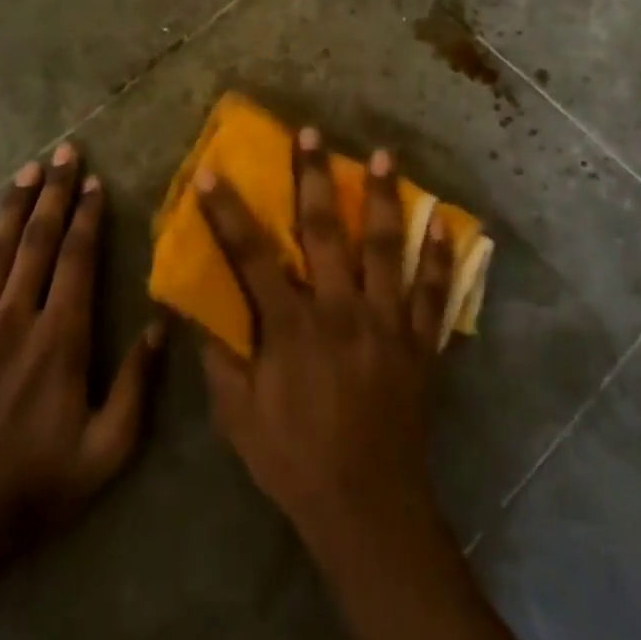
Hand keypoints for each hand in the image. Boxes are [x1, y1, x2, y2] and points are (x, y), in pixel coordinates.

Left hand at [0, 144, 165, 546]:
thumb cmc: (45, 480)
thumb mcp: (110, 445)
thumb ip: (138, 383)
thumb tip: (161, 324)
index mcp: (60, 338)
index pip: (75, 260)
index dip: (87, 216)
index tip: (95, 181)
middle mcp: (15, 319)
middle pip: (36, 242)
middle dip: (53, 193)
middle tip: (64, 151)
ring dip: (13, 207)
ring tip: (27, 170)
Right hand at [193, 127, 455, 554]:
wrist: (368, 506)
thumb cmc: (294, 460)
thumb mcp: (238, 416)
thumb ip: (220, 357)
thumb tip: (198, 309)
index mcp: (292, 328)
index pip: (253, 256)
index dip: (230, 212)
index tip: (214, 172)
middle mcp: (341, 311)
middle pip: (325, 232)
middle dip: (314, 178)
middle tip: (313, 133)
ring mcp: (388, 323)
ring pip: (385, 248)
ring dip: (383, 199)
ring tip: (384, 156)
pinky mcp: (421, 343)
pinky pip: (434, 291)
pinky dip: (438, 255)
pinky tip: (442, 221)